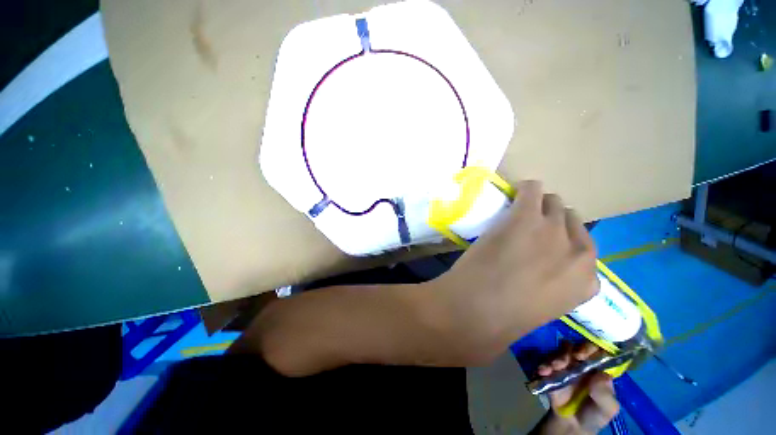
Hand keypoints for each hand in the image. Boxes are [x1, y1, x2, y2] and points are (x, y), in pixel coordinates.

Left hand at [422, 181, 598, 364]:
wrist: (478, 310)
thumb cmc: (503, 317)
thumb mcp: (541, 306)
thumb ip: (549, 287)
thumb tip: (538, 270)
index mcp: (587, 282)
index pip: (583, 247)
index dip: (561, 240)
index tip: (543, 239)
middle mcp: (579, 252)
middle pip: (570, 220)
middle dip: (551, 220)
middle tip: (528, 223)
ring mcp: (553, 231)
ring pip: (554, 203)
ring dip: (538, 205)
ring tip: (519, 210)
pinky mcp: (525, 217)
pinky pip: (532, 189)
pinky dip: (526, 189)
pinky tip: (516, 191)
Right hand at [534, 343, 619, 434]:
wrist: (572, 424)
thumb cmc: (594, 414)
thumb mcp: (607, 409)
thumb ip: (606, 394)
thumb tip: (602, 376)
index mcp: (599, 368)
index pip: (598, 351)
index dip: (593, 348)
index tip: (585, 354)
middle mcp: (583, 362)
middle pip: (579, 346)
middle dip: (574, 349)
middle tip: (573, 357)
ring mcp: (566, 364)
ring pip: (561, 351)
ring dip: (557, 356)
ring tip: (554, 368)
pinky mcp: (551, 369)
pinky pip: (546, 360)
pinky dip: (544, 364)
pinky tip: (543, 372)